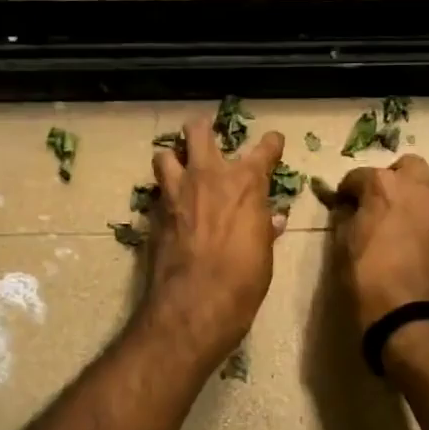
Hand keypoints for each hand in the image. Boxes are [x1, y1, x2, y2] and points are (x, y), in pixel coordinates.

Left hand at [144, 114, 285, 361]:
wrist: (196, 302)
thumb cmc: (243, 278)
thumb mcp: (264, 253)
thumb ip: (264, 227)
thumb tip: (272, 219)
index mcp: (246, 182)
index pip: (265, 148)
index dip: (271, 143)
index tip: (273, 142)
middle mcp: (209, 176)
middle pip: (198, 131)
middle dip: (201, 128)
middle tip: (205, 134)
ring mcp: (177, 191)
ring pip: (165, 154)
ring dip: (173, 157)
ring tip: (178, 167)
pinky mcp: (155, 213)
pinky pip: (157, 191)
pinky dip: (164, 193)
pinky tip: (170, 206)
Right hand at [331, 155, 428, 331]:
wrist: (411, 312)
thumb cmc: (367, 275)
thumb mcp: (342, 245)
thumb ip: (345, 218)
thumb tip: (348, 210)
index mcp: (384, 184)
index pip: (358, 177)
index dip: (347, 191)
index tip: (342, 205)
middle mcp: (418, 186)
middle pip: (406, 167)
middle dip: (391, 179)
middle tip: (377, 203)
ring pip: (428, 187)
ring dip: (413, 195)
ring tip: (398, 220)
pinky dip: (425, 216)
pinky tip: (412, 237)